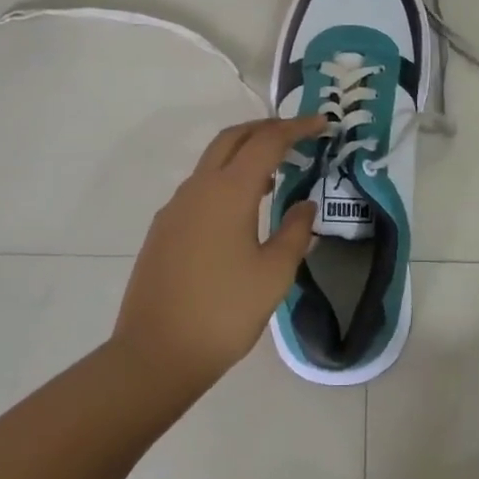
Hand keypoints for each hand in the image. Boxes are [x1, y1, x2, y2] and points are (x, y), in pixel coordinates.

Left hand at [111, 116, 324, 391]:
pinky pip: (199, 188)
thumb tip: (305, 205)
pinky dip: (226, 180)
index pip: (267, 142)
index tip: (322, 124)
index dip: (296, 128)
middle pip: (232, 138)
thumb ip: (295, 232)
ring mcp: (175, 208)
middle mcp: (198, 189)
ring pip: (212, 161)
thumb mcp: (274, 274)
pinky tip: (241, 210)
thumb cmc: (224, 312)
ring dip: (243, 154)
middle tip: (296, 135)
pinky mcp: (163, 229)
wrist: (156, 354)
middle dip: (265, 128)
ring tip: (275, 173)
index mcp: (228, 192)